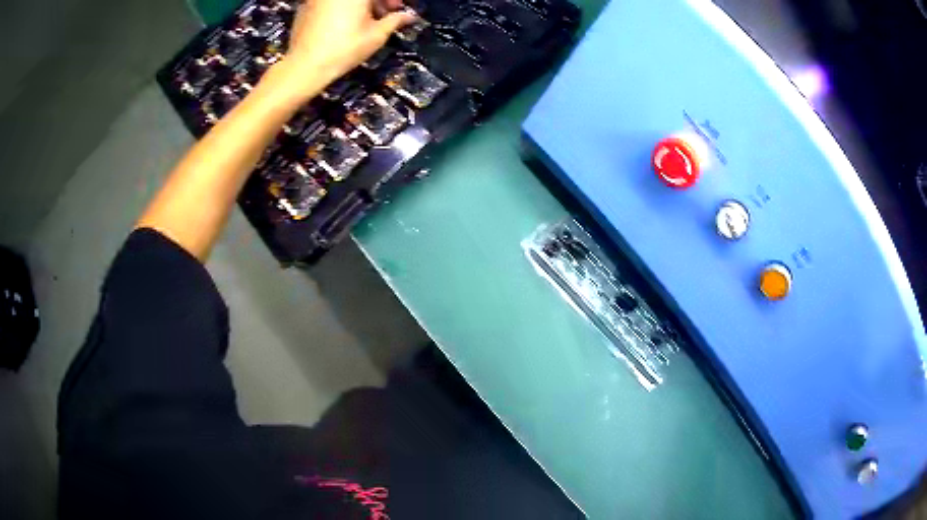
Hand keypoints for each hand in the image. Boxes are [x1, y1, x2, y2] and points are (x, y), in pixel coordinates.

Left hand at [284, 0, 415, 89]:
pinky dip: (341, 7)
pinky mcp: (306, 6)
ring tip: (365, 21)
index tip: (396, 8)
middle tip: (384, 14)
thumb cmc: (344, 49)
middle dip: (376, 1)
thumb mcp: (376, 36)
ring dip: (359, 4)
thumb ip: (394, 20)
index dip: (391, 1)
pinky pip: (330, 3)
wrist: (304, 66)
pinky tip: (344, 23)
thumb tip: (408, 17)